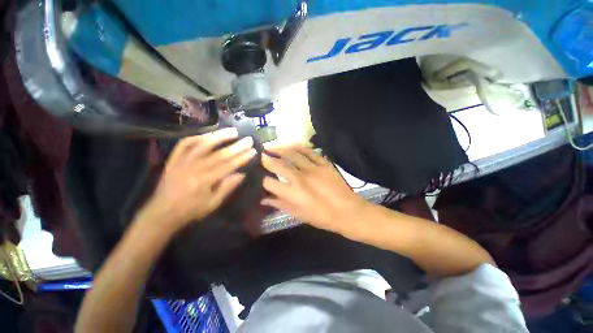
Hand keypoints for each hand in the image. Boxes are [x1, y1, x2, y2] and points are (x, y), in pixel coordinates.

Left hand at [138, 128, 255, 231]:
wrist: (161, 213)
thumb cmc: (190, 210)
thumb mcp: (213, 204)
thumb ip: (227, 188)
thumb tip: (241, 174)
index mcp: (205, 181)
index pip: (228, 165)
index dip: (242, 158)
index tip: (253, 151)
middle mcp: (194, 168)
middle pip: (219, 154)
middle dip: (237, 146)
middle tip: (249, 139)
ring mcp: (182, 161)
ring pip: (202, 144)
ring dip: (219, 136)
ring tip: (233, 131)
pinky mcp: (173, 159)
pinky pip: (184, 144)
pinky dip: (196, 137)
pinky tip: (207, 135)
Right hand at [261, 144, 368, 233]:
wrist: (347, 211)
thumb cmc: (322, 217)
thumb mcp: (299, 215)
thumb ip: (280, 204)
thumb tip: (264, 198)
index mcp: (293, 194)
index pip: (270, 182)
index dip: (262, 179)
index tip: (259, 175)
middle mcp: (300, 179)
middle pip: (279, 165)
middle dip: (266, 158)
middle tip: (260, 154)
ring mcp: (313, 169)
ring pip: (292, 154)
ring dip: (280, 149)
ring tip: (272, 146)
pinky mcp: (323, 164)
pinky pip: (309, 151)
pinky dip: (299, 147)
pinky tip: (292, 145)